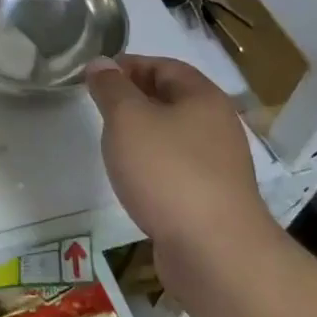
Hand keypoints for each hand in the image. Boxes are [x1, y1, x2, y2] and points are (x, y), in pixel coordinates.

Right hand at [85, 55, 276, 262]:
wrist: (215, 253)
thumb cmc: (168, 172)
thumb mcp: (127, 119)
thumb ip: (111, 88)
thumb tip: (101, 64)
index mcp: (203, 97)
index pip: (165, 66)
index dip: (130, 65)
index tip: (97, 76)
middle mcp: (217, 126)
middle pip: (171, 99)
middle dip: (134, 98)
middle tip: (99, 107)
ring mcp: (219, 165)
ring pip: (174, 135)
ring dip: (143, 134)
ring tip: (112, 142)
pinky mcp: (212, 199)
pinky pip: (177, 168)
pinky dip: (154, 165)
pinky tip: (134, 179)